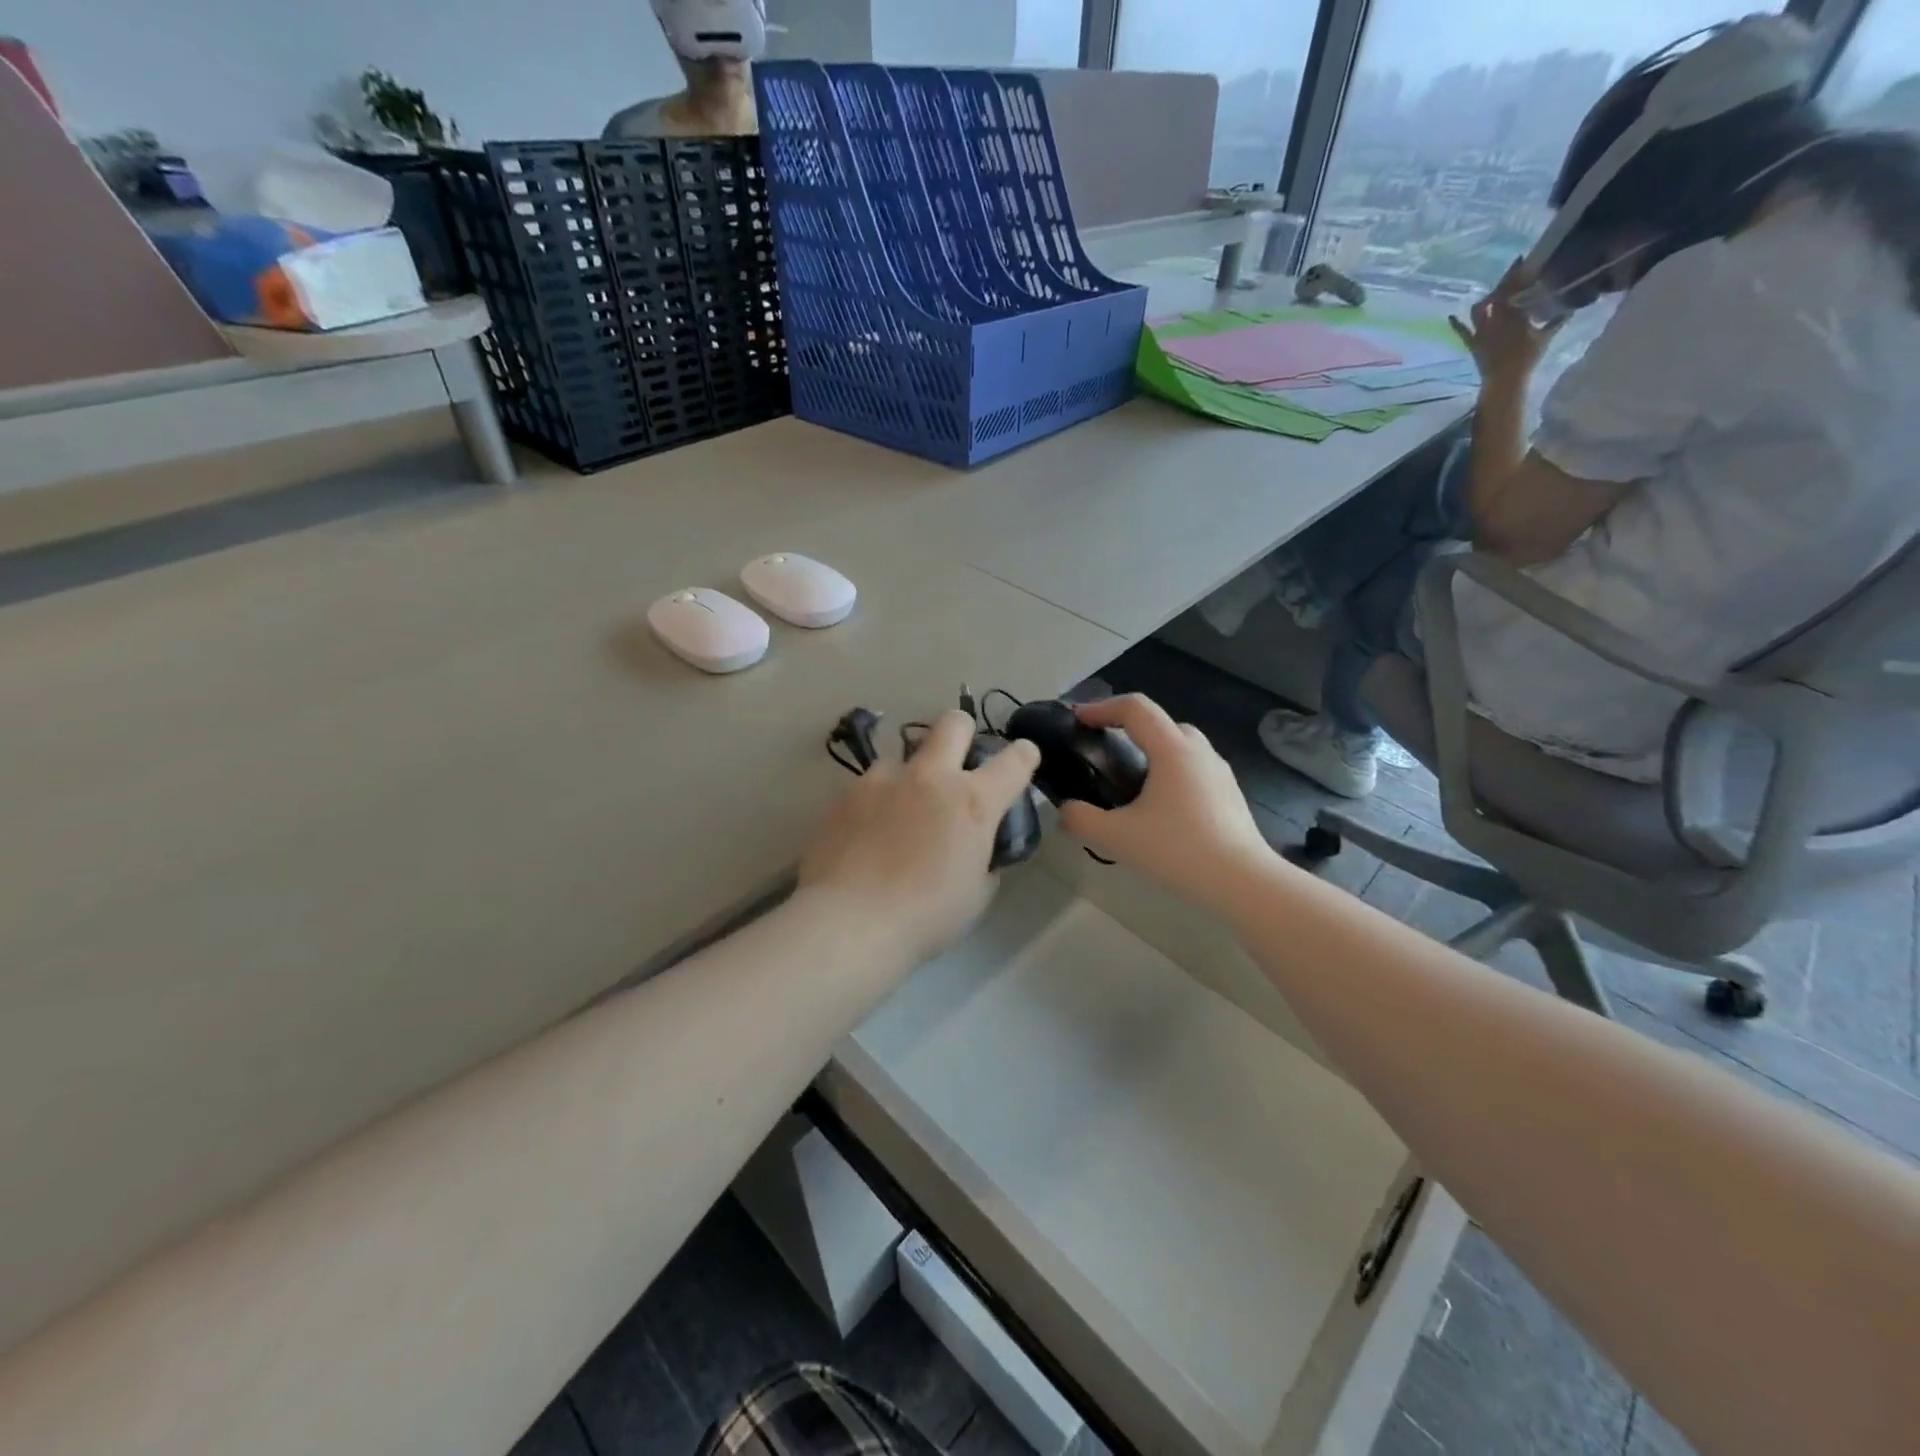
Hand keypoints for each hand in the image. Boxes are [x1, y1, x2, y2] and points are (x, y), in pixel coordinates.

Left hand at [799, 711, 1040, 963]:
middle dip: (962, 732)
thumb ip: (984, 859)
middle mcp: (930, 777)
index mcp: (973, 802)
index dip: (1023, 755)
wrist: (850, 921)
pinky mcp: (846, 793)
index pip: (1014, 760)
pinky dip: (877, 799)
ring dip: (910, 773)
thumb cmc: (926, 916)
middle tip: (957, 760)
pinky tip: (868, 830)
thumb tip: (977, 848)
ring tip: (900, 808)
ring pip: (902, 754)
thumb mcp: (976, 893)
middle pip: (953, 723)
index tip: (1022, 758)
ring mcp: (883, 780)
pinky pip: (868, 783)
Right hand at [1056, 695, 1272, 911]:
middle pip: (1160, 722)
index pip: (1135, 708)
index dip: (1102, 707)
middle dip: (1128, 727)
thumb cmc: (1179, 851)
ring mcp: (1219, 773)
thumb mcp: (1117, 837)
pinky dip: (1170, 773)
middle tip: (1103, 750)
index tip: (1078, 720)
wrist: (1243, 882)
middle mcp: (1199, 752)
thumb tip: (1065, 810)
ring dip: (1152, 751)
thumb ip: (1081, 819)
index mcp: (1173, 750)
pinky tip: (1159, 809)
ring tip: (1129, 781)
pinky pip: (1193, 769)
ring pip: (1181, 745)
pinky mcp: (1229, 795)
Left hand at [1450, 259, 1560, 385]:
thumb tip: (1571, 308)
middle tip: (1512, 273)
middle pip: (1497, 295)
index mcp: (1515, 314)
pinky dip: (1456, 324)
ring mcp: (1482, 332)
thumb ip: (1557, 320)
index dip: (1517, 274)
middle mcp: (1496, 319)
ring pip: (1479, 310)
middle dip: (1504, 283)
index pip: (1515, 289)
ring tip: (1493, 294)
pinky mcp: (1472, 344)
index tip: (1522, 262)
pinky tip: (1451, 316)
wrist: (1505, 380)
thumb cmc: (1528, 358)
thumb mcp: (1546, 337)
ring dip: (1486, 300)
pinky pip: (1462, 332)